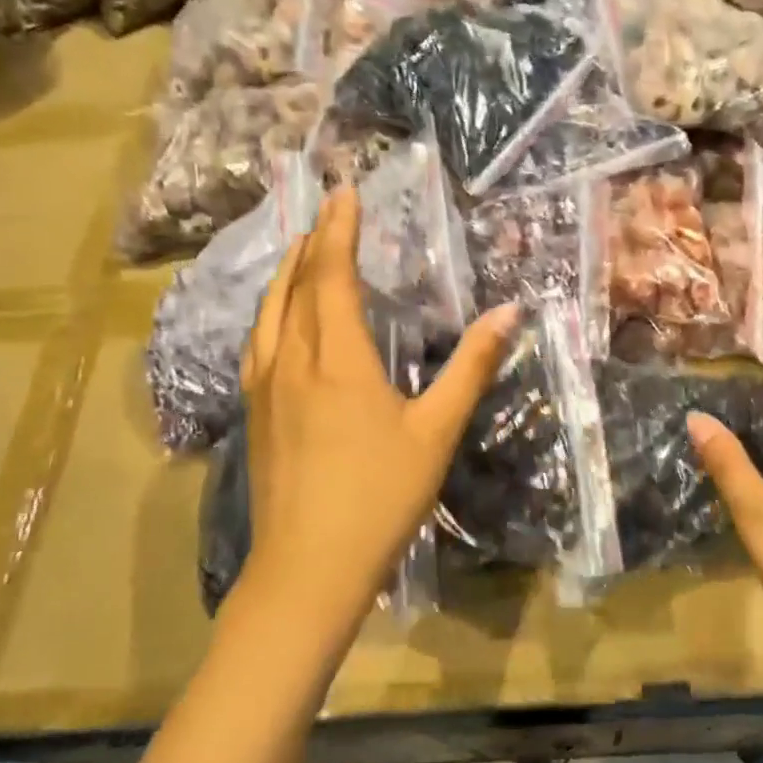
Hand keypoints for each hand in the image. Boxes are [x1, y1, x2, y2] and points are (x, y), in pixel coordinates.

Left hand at [234, 186, 515, 648]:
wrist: (307, 570)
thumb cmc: (379, 497)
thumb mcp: (436, 430)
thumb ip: (471, 367)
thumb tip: (509, 313)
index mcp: (336, 358)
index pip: (331, 275)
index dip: (338, 229)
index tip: (344, 192)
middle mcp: (292, 361)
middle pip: (294, 285)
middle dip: (312, 242)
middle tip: (327, 212)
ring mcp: (264, 388)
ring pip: (268, 312)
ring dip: (286, 273)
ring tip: (303, 251)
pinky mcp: (253, 415)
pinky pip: (258, 342)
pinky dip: (271, 311)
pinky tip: (279, 321)